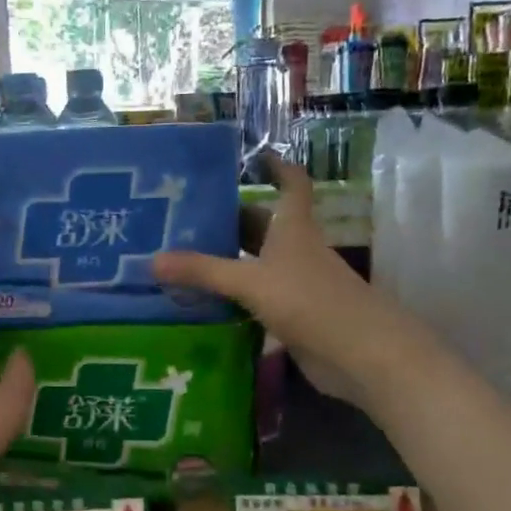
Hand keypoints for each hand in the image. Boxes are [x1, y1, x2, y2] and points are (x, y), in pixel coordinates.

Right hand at [154, 159, 401, 404]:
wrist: (359, 354)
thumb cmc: (309, 301)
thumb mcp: (251, 281)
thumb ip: (203, 271)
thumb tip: (151, 259)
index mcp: (293, 227)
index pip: (291, 184)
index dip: (278, 167)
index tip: (254, 156)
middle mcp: (295, 249)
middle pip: (262, 225)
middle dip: (230, 219)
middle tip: (185, 218)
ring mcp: (294, 283)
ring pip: (255, 262)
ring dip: (226, 259)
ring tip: (181, 256)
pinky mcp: (291, 314)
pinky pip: (254, 296)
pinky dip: (232, 294)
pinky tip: (201, 299)